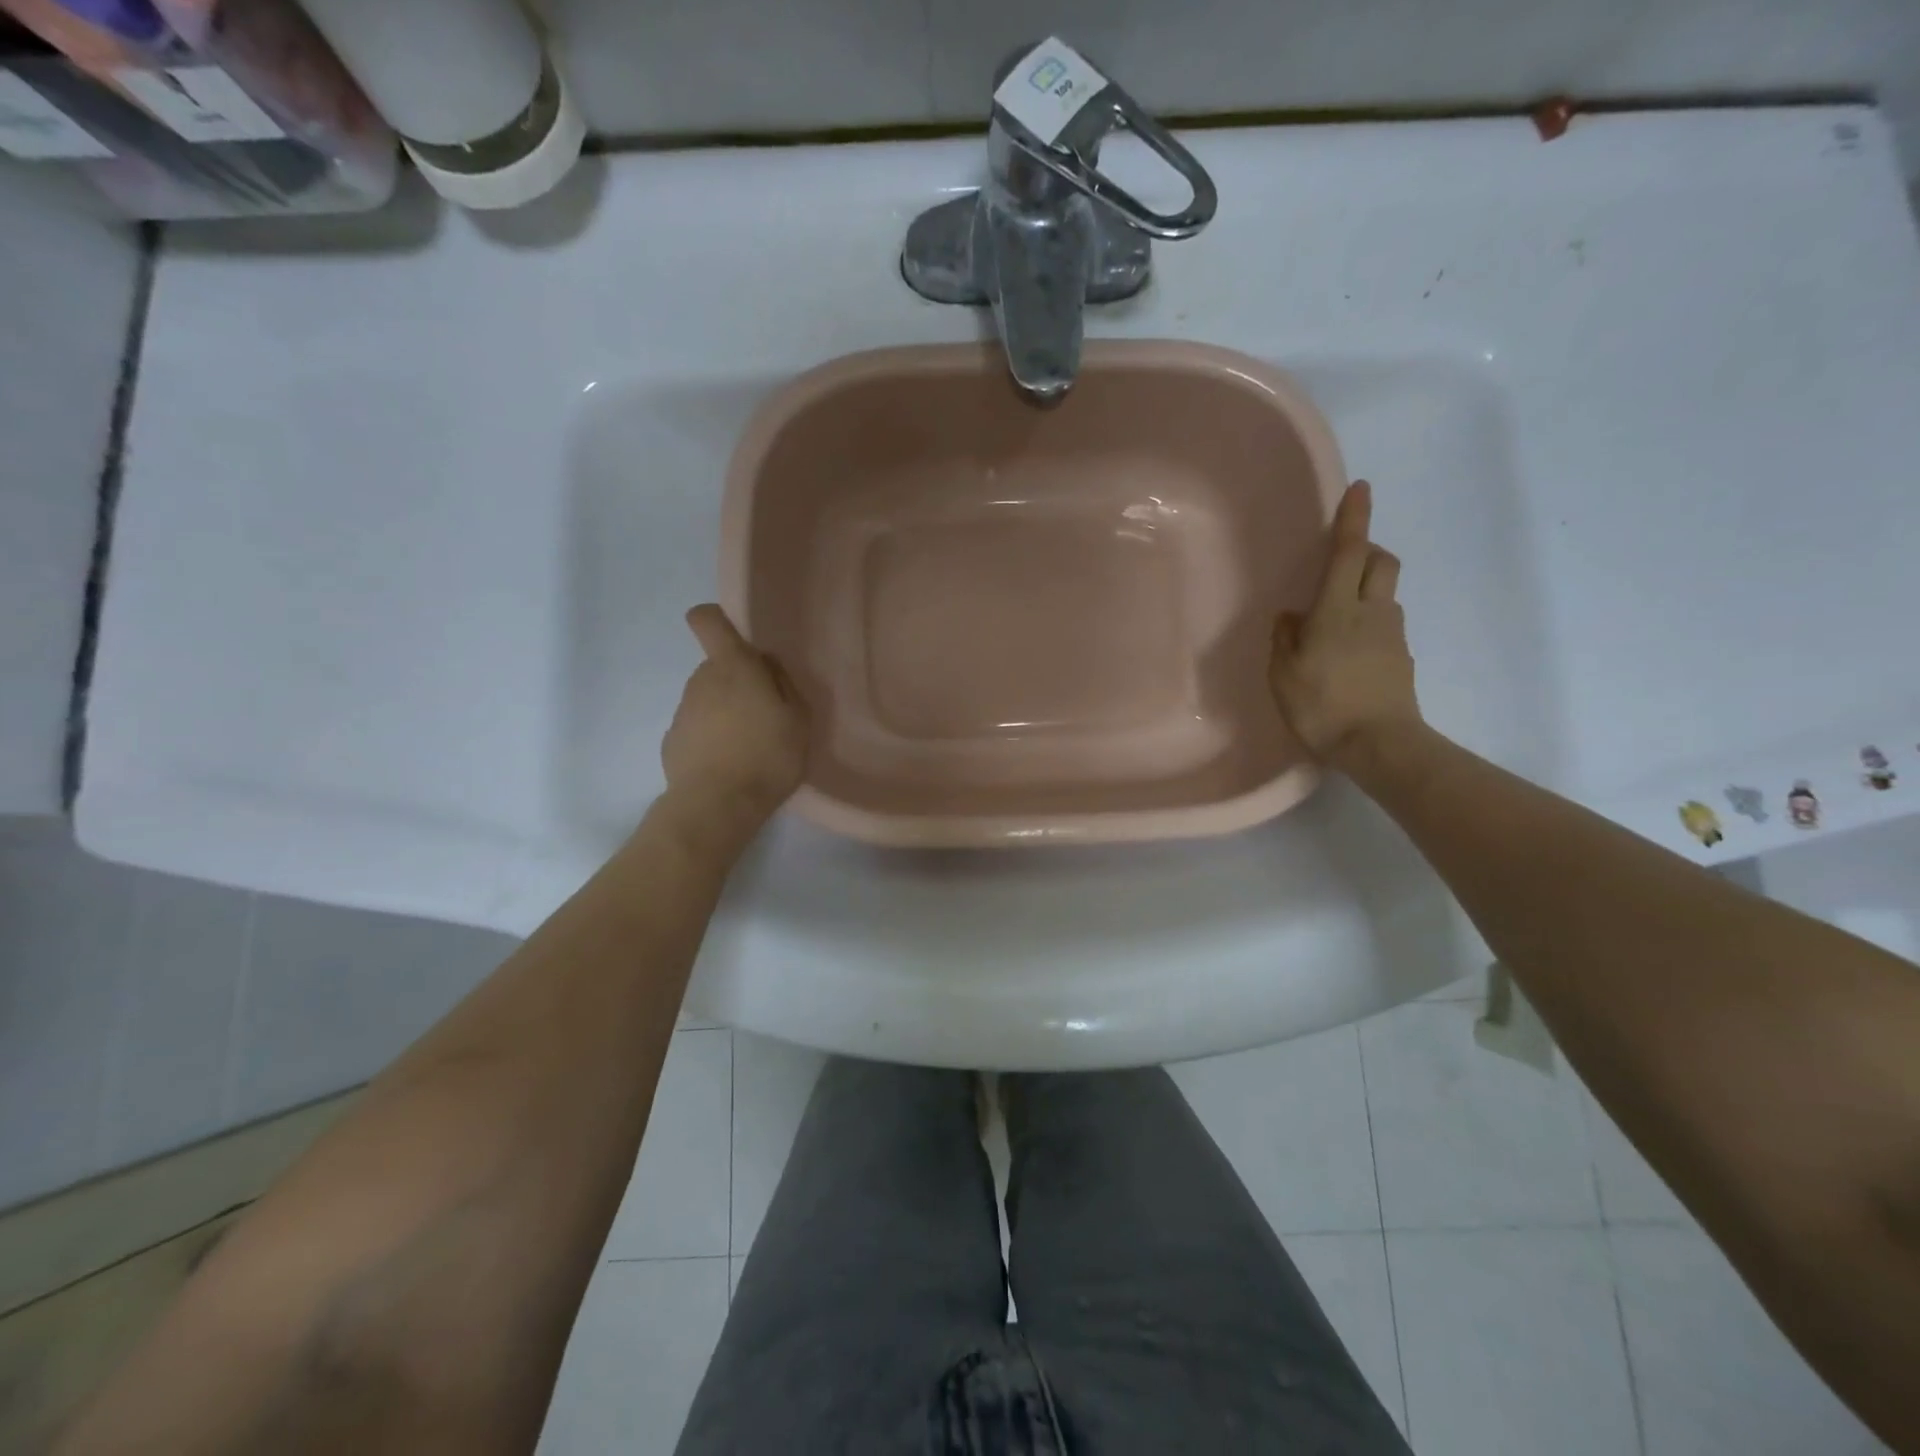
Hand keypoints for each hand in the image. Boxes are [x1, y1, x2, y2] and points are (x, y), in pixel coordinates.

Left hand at [661, 605, 809, 833]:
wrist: (717, 805)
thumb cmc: (768, 755)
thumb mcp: (799, 719)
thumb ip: (784, 683)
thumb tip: (766, 664)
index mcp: (733, 667)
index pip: (708, 621)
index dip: (716, 620)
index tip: (734, 638)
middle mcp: (701, 680)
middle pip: (717, 667)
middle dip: (738, 682)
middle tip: (765, 714)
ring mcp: (682, 711)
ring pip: (707, 699)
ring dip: (725, 712)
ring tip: (749, 747)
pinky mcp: (672, 742)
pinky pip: (697, 729)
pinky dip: (711, 740)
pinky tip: (728, 766)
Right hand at [1268, 480, 1422, 767]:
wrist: (1379, 744)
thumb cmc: (1323, 705)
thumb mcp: (1284, 674)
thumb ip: (1285, 639)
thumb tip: (1291, 617)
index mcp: (1337, 610)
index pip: (1350, 552)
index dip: (1354, 519)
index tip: (1360, 487)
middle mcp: (1372, 612)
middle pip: (1381, 562)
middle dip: (1367, 550)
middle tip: (1342, 561)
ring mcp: (1392, 635)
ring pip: (1384, 594)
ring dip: (1366, 590)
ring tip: (1334, 619)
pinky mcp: (1401, 658)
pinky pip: (1384, 624)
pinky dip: (1368, 623)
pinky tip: (1346, 653)